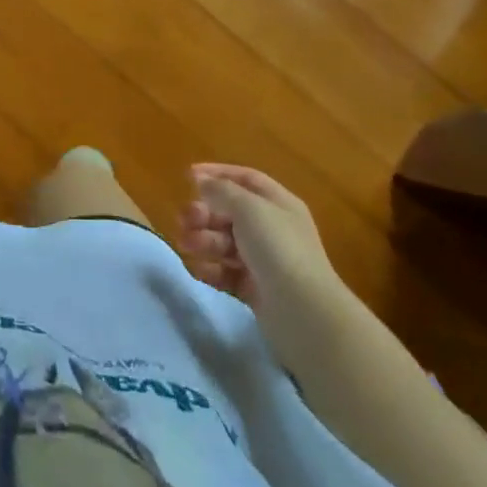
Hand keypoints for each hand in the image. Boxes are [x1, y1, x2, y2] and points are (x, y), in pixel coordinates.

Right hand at [178, 163, 339, 315]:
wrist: (303, 311)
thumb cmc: (277, 248)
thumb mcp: (249, 208)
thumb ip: (221, 190)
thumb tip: (202, 180)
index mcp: (278, 204)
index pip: (246, 179)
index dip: (217, 174)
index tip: (187, 177)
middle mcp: (272, 229)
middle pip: (230, 212)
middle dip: (204, 213)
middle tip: (184, 219)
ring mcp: (264, 261)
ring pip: (225, 243)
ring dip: (203, 240)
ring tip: (187, 244)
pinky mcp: (255, 289)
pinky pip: (226, 273)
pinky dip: (211, 269)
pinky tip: (199, 269)